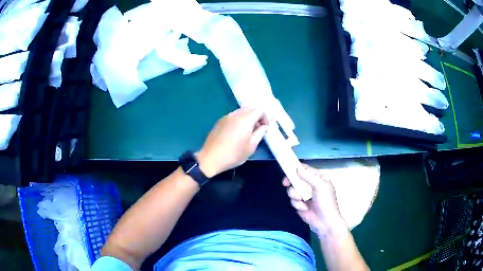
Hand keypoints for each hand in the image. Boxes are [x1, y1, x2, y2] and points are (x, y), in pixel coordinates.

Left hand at [197, 107, 268, 177]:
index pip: (260, 109)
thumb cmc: (233, 154)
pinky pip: (234, 115)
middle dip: (258, 115)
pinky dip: (240, 119)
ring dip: (249, 117)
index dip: (265, 117)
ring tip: (248, 131)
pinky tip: (238, 132)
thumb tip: (265, 125)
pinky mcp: (220, 121)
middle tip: (258, 129)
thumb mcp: (251, 146)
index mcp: (245, 119)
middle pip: (251, 107)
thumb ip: (260, 132)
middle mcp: (236, 114)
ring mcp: (226, 116)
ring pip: (242, 110)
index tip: (265, 128)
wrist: (211, 158)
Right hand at [283, 164, 347, 236]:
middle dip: (291, 181)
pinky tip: (304, 208)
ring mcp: (304, 195)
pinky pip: (292, 200)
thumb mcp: (320, 186)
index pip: (306, 169)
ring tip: (301, 200)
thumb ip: (308, 177)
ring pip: (292, 190)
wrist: (325, 222)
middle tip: (286, 183)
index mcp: (318, 178)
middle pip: (296, 178)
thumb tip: (297, 168)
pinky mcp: (300, 204)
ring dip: (295, 195)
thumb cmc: (326, 202)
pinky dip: (297, 204)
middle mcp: (310, 185)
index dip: (297, 168)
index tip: (288, 169)